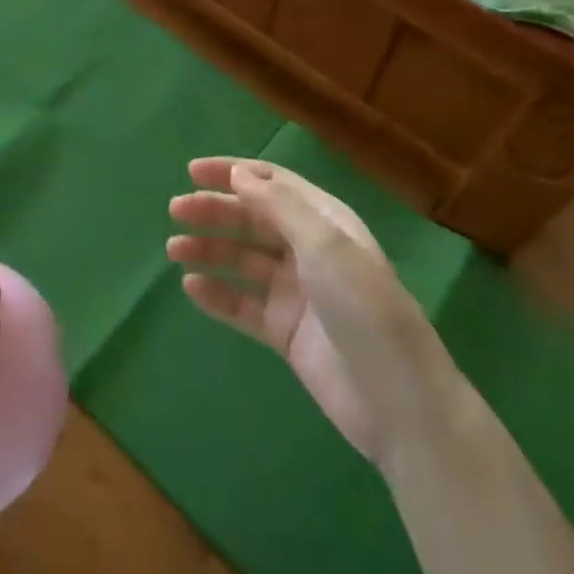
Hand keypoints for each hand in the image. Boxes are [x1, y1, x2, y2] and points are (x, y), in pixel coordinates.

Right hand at [167, 158, 451, 461]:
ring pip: (243, 261)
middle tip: (176, 210)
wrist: (399, 403)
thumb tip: (239, 173)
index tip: (193, 171)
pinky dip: (218, 294)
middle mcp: (308, 249)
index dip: (233, 172)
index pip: (272, 183)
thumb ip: (279, 206)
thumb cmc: (365, 308)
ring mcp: (296, 292)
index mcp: (324, 220)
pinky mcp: (286, 332)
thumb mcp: (325, 245)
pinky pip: (244, 306)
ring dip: (209, 250)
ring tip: (174, 249)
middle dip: (215, 210)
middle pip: (253, 219)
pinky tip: (191, 287)